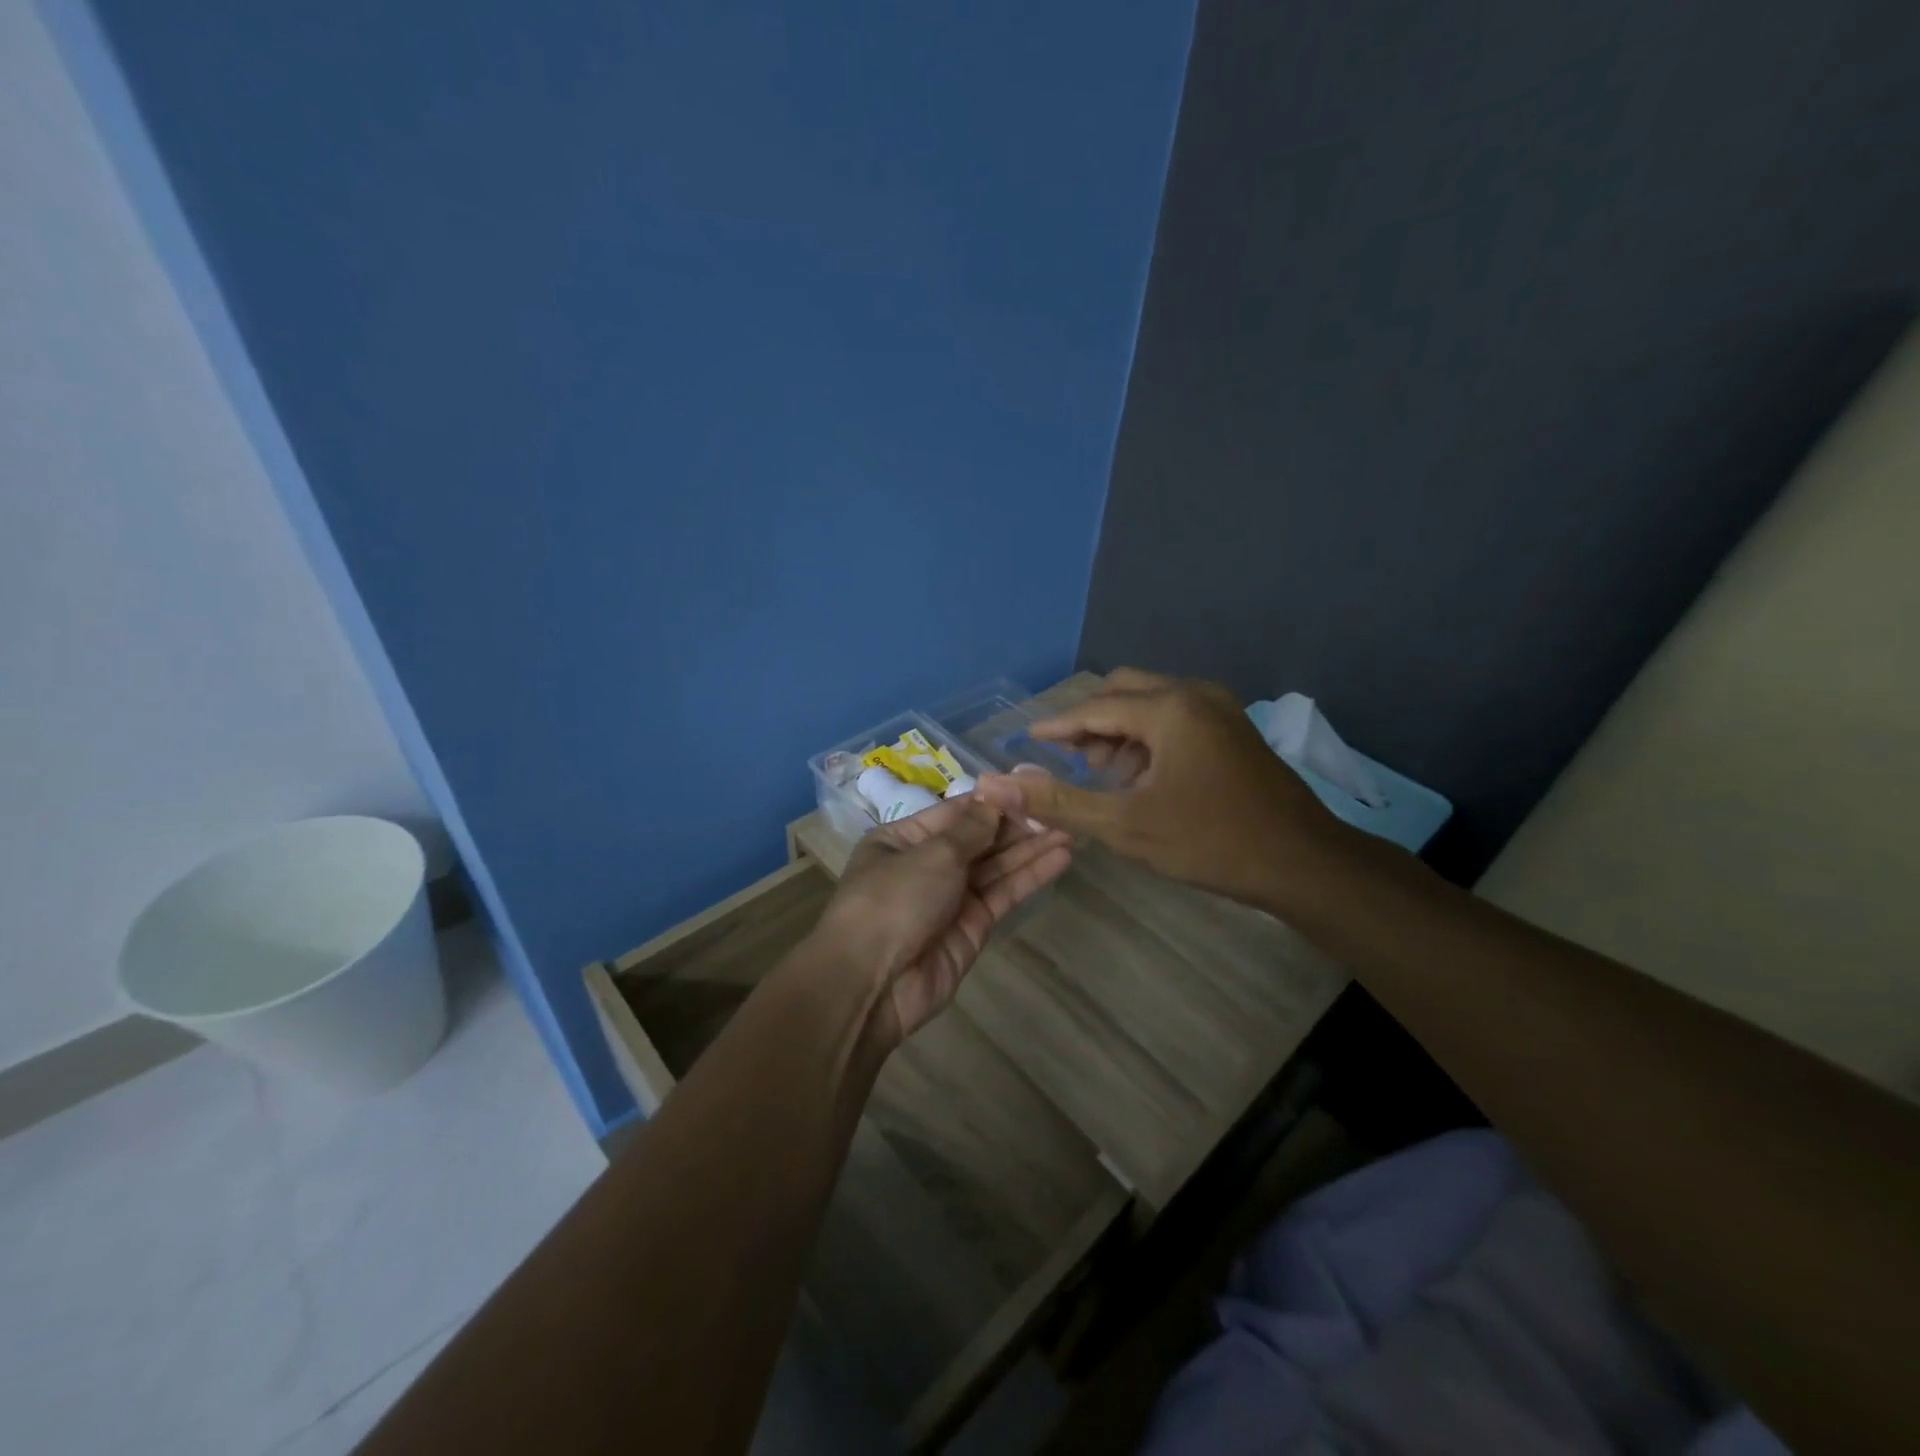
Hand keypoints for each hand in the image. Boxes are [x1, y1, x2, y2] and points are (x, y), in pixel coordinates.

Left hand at [812, 796, 1071, 1048]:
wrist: (873, 983)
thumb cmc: (894, 900)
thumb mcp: (932, 853)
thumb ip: (971, 828)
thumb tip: (995, 800)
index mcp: (902, 839)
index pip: (955, 812)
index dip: (993, 801)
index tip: (1031, 786)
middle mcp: (926, 865)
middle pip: (978, 838)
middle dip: (1016, 824)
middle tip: (1061, 807)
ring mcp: (950, 898)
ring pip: (996, 866)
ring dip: (1030, 848)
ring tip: (1071, 828)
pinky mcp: (972, 927)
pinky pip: (1003, 893)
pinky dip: (1030, 876)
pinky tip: (1059, 857)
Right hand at [973, 668, 1350, 908]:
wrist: (1303, 863)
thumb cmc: (1210, 842)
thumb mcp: (1125, 826)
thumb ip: (1059, 802)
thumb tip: (999, 786)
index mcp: (1169, 709)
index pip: (1095, 707)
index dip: (1057, 724)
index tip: (1028, 738)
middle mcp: (1194, 694)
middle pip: (1123, 690)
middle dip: (1091, 720)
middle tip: (1069, 758)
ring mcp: (1220, 708)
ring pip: (1152, 701)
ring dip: (1120, 728)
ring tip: (1104, 772)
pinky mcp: (1234, 728)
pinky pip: (1177, 714)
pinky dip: (1149, 735)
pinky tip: (1143, 775)